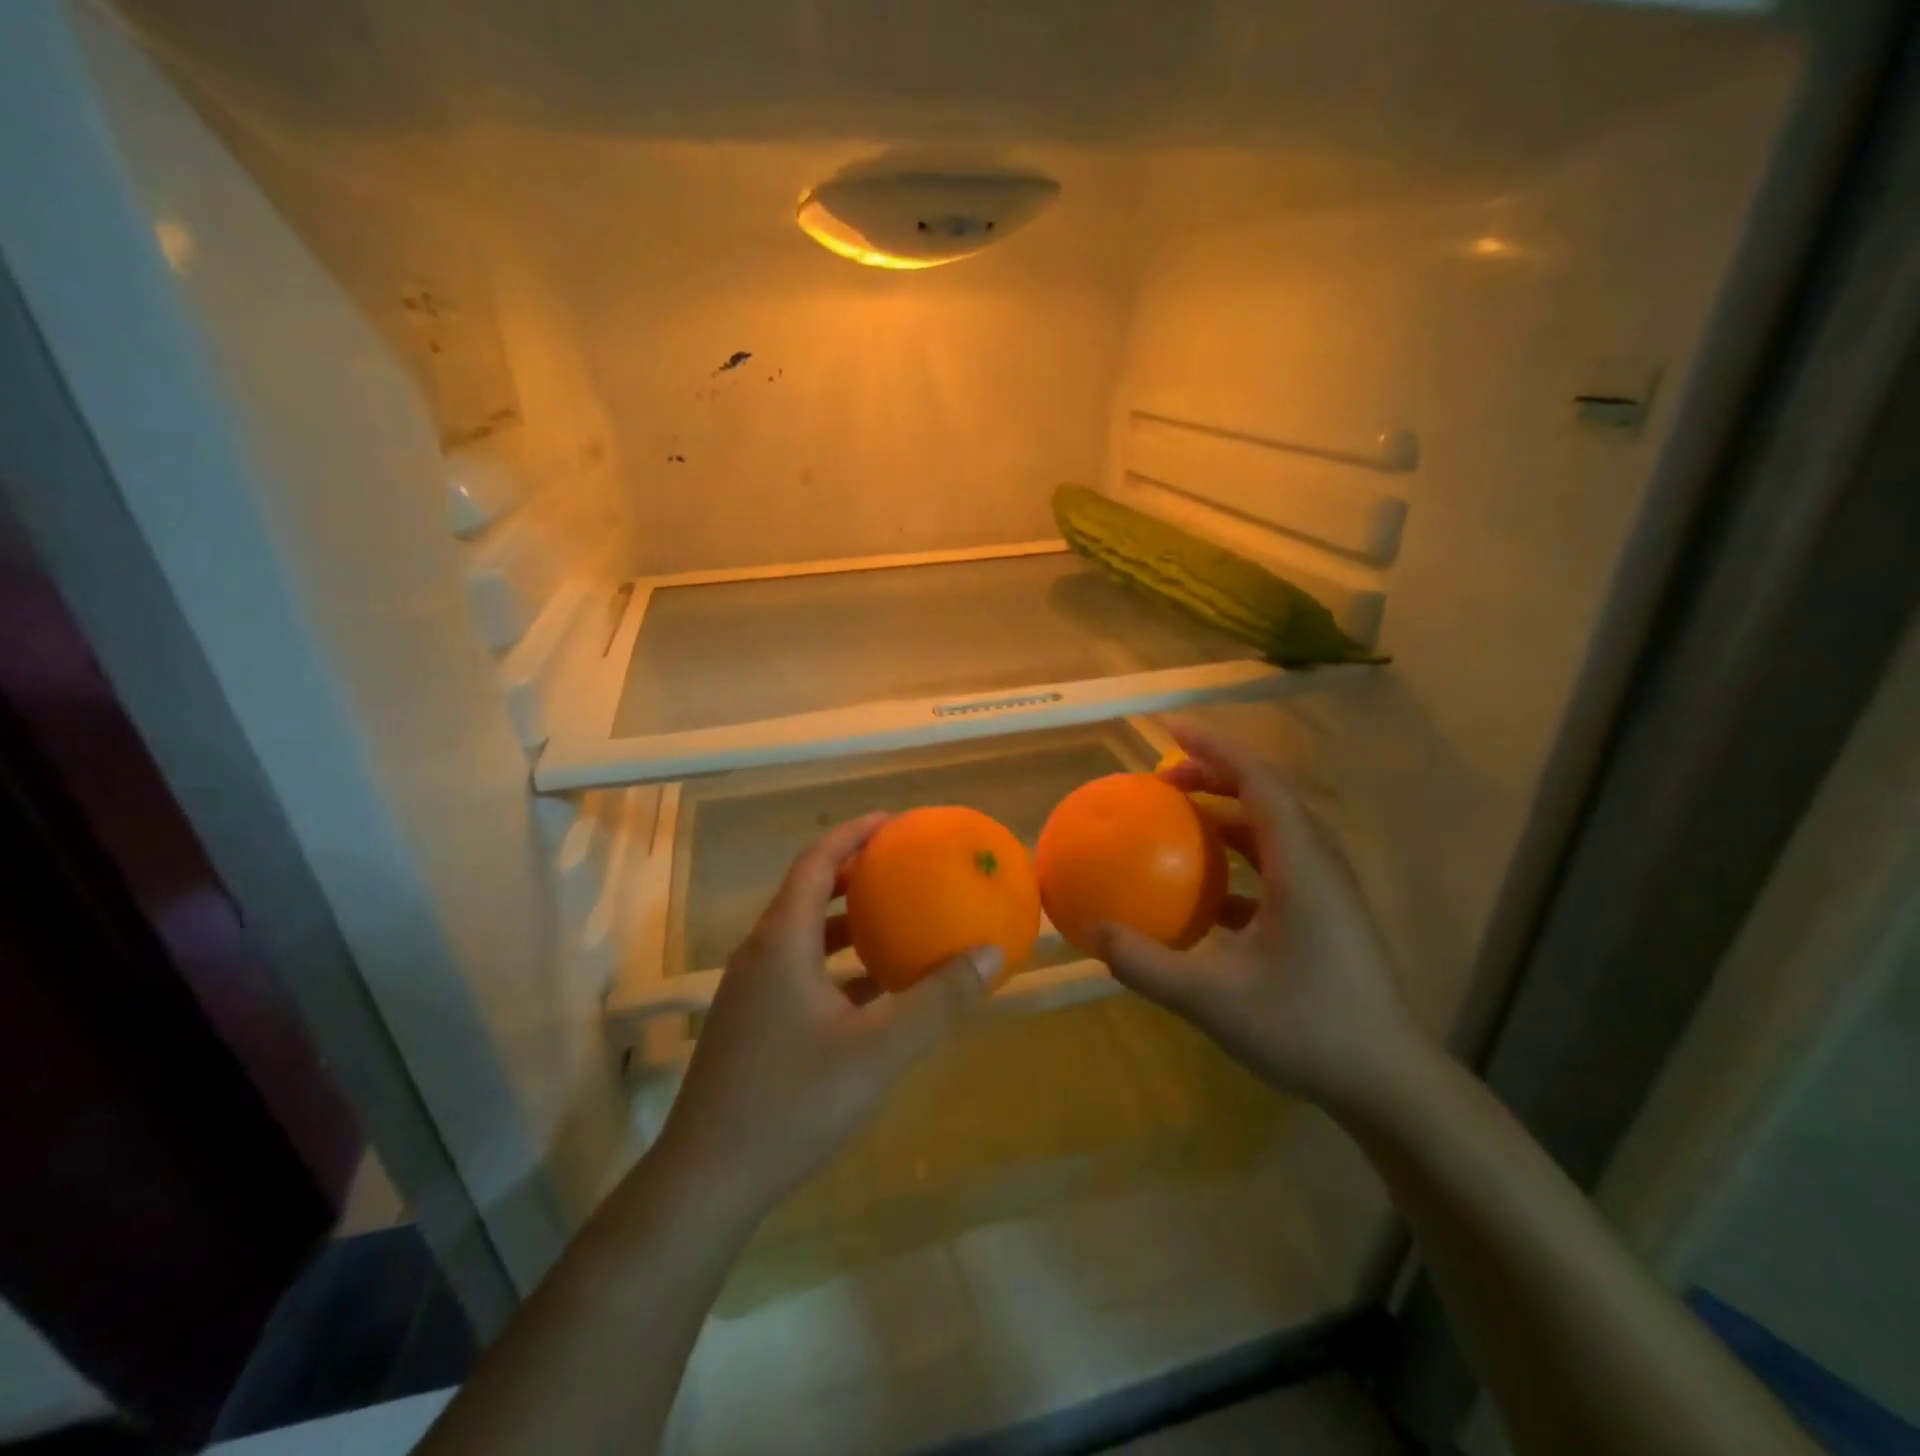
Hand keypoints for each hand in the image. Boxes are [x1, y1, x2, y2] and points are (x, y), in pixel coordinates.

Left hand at [653, 813, 998, 1221]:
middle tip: (899, 864)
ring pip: (801, 935)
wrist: (708, 1180)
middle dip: (851, 871)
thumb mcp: (879, 1050)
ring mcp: (750, 991)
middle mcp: (760, 955)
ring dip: (843, 920)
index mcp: (781, 942)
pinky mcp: (751, 1024)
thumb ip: (938, 1000)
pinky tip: (871, 989)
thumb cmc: (792, 1102)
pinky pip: (798, 970)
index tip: (892, 821)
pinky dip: (834, 963)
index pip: (815, 863)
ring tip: (891, 918)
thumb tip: (991, 953)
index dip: (852, 834)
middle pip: (806, 891)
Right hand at [1096, 725, 1428, 1110]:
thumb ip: (1147, 965)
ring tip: (1180, 819)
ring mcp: (1328, 890)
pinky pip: (1278, 864)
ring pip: (1275, 829)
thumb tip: (1093, 931)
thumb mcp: (1213, 1001)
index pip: (1259, 781)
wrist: (1390, 1083)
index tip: (1171, 730)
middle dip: (1216, 774)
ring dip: (1227, 814)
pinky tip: (1207, 892)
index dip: (1215, 748)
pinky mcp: (1327, 915)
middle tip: (1163, 780)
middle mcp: (1319, 864)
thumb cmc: (1308, 1031)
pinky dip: (1239, 858)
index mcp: (1301, 866)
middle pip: (1268, 795)